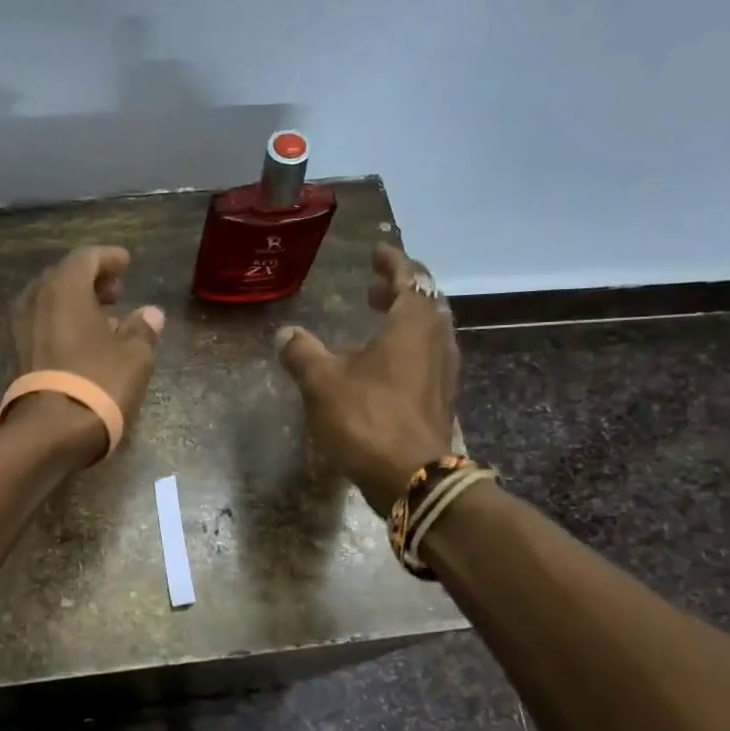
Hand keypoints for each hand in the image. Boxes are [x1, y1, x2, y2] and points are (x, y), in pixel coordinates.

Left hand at [8, 245, 165, 459]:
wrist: (51, 431)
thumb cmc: (98, 383)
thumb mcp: (134, 356)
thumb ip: (143, 329)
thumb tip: (151, 314)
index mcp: (63, 289)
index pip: (86, 258)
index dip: (109, 258)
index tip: (126, 263)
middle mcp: (36, 300)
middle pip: (63, 278)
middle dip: (91, 281)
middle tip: (116, 291)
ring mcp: (21, 329)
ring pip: (50, 304)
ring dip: (76, 305)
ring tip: (105, 319)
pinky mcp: (16, 356)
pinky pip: (42, 326)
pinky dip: (63, 325)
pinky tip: (84, 343)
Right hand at [275, 244, 457, 509]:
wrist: (413, 478)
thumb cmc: (368, 419)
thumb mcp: (322, 382)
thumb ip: (302, 353)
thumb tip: (285, 334)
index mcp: (413, 323)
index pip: (408, 276)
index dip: (391, 262)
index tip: (376, 252)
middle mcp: (437, 339)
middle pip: (424, 302)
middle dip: (399, 291)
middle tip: (372, 290)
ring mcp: (444, 371)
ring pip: (428, 331)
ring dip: (404, 320)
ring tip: (376, 324)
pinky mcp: (441, 398)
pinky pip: (427, 357)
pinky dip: (407, 348)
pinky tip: (383, 366)